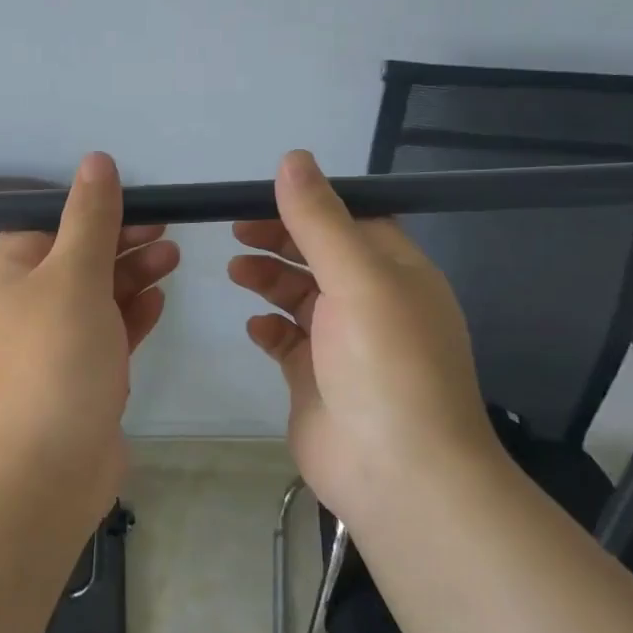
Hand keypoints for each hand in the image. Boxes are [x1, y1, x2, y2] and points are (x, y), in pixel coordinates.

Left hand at [0, 152, 179, 515]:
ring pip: (94, 300)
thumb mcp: (74, 275)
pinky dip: (129, 318)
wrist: (44, 470)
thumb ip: (89, 218)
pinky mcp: (77, 382)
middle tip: (167, 232)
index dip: (88, 212)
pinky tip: (159, 303)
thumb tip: (96, 160)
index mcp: (8, 279)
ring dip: (131, 277)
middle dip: (119, 243)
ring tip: (174, 258)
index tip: (135, 204)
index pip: (44, 227)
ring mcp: (50, 350)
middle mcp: (23, 311)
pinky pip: (104, 338)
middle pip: (74, 262)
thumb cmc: (55, 360)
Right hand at [229, 150, 503, 524]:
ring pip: (301, 297)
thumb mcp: (358, 279)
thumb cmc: (386, 365)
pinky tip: (253, 325)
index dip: (311, 204)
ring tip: (235, 271)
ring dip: (270, 279)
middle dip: (281, 239)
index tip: (262, 195)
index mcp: (397, 273)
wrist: (397, 473)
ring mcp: (344, 346)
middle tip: (235, 230)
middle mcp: (373, 304)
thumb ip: (320, 221)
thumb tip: (293, 159)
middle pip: (321, 256)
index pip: (354, 221)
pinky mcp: (316, 380)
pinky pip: (287, 342)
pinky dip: (269, 328)